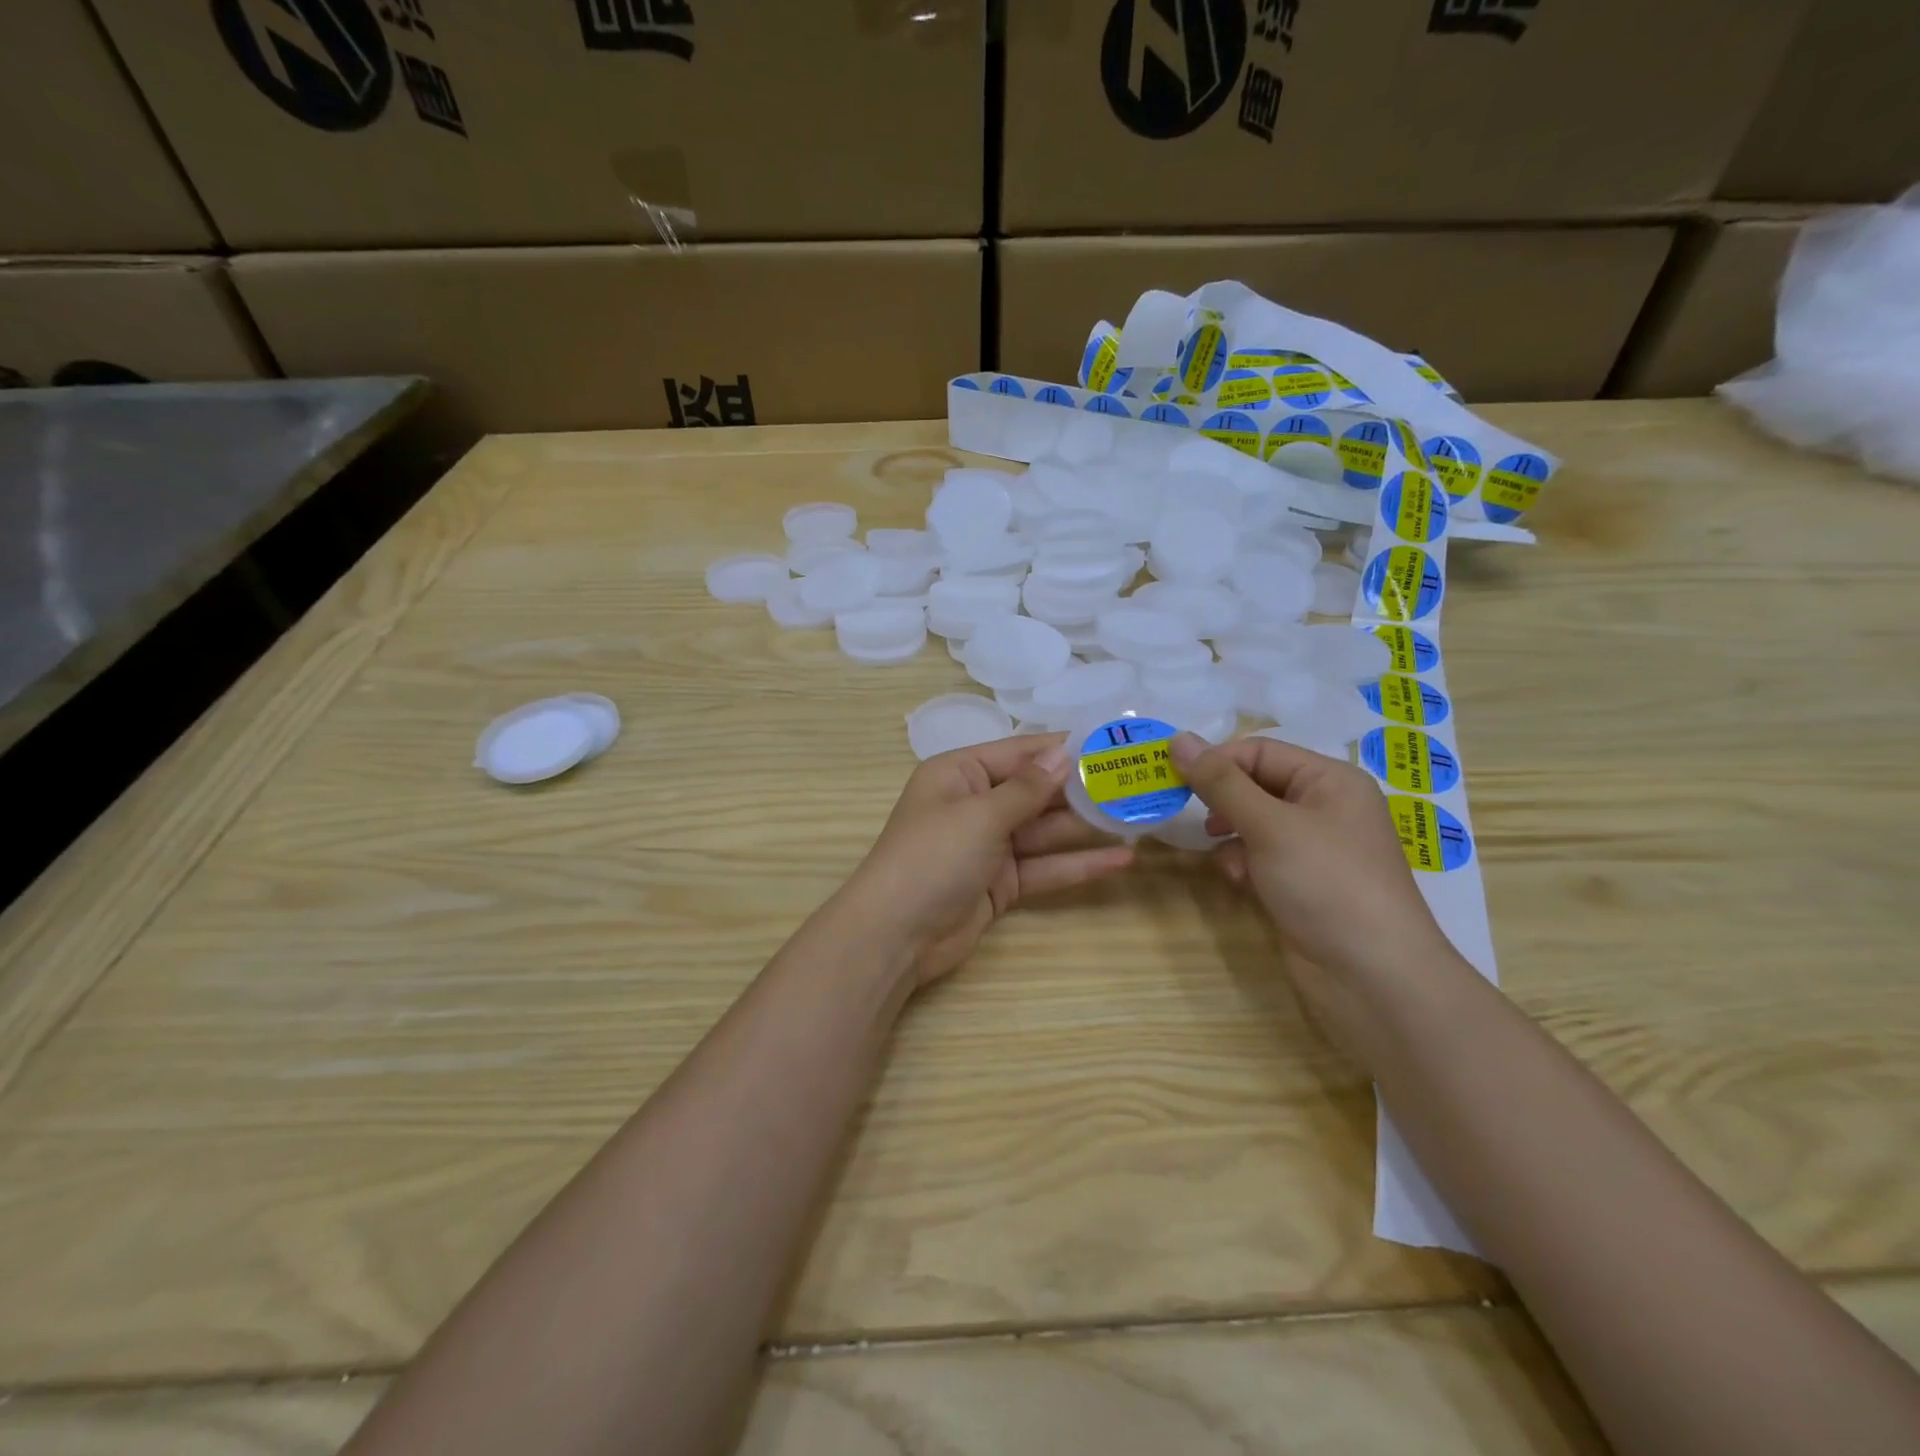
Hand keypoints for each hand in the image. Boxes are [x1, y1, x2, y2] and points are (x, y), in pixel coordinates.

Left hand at [841, 736, 1134, 984]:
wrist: (895, 936)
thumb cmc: (931, 858)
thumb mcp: (979, 815)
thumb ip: (1027, 788)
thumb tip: (1063, 752)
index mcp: (959, 774)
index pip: (1020, 752)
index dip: (1063, 749)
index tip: (1110, 743)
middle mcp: (975, 804)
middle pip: (1036, 792)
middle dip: (1082, 791)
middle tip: (1136, 784)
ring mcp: (988, 846)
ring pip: (1044, 831)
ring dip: (1086, 828)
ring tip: (1139, 819)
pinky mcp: (1000, 884)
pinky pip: (1043, 868)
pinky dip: (1077, 865)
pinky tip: (1121, 861)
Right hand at [1169, 731, 1453, 990]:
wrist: (1374, 976)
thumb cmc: (1326, 883)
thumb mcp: (1269, 825)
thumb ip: (1220, 782)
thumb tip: (1177, 738)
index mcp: (1330, 780)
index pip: (1259, 752)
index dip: (1216, 761)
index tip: (1172, 779)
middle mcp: (1326, 806)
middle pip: (1257, 785)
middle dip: (1222, 801)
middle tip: (1188, 816)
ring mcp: (1317, 847)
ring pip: (1255, 822)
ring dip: (1231, 834)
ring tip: (1220, 854)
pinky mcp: (1306, 882)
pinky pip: (1263, 855)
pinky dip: (1244, 862)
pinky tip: (1238, 880)